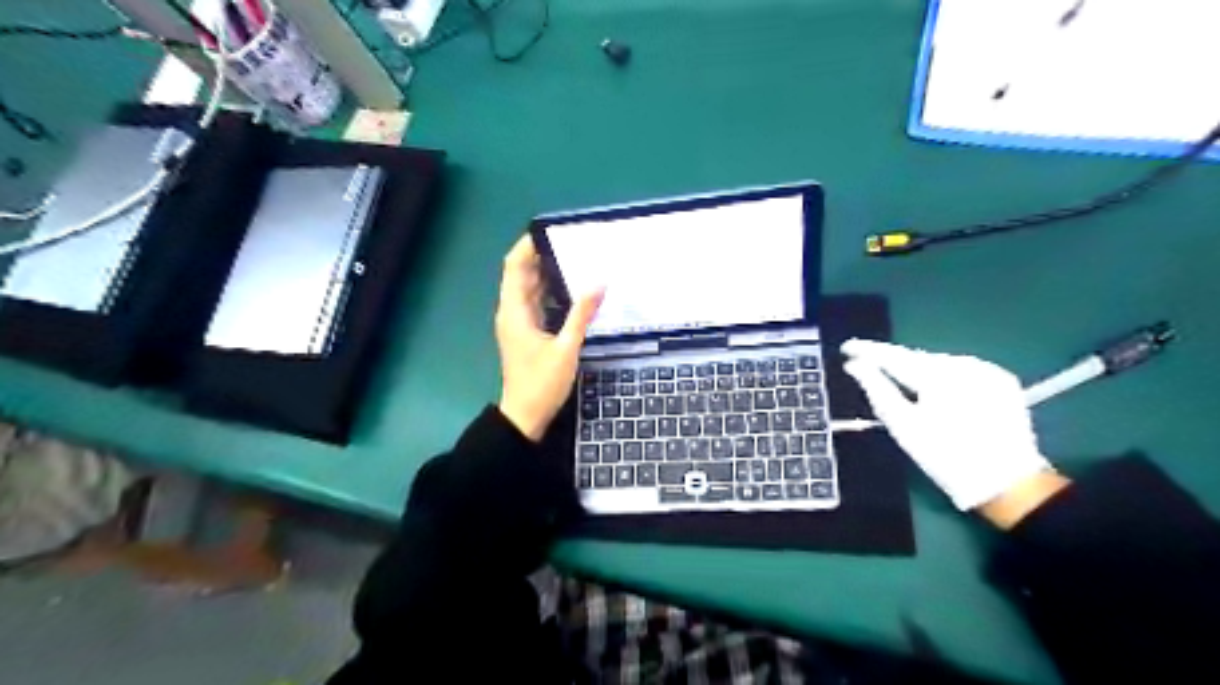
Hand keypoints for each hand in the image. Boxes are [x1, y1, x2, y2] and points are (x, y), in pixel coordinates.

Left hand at [493, 235, 602, 444]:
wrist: (525, 416)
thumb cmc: (542, 383)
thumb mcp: (566, 348)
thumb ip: (582, 314)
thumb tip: (599, 282)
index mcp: (515, 311)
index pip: (514, 267)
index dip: (527, 246)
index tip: (549, 230)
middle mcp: (512, 311)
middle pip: (522, 274)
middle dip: (542, 255)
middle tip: (571, 242)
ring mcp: (518, 322)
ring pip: (529, 288)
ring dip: (547, 273)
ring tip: (575, 259)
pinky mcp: (526, 332)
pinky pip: (536, 302)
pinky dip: (549, 291)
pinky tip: (571, 289)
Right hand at [841, 336, 1060, 514]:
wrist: (1007, 483)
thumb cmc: (945, 457)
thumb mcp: (903, 426)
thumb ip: (877, 389)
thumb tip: (854, 365)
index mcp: (938, 375)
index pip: (894, 356)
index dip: (868, 350)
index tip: (847, 347)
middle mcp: (964, 364)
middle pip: (917, 358)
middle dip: (893, 362)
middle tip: (869, 366)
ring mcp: (986, 370)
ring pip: (938, 363)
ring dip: (918, 370)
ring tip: (900, 381)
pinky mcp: (1001, 380)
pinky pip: (960, 370)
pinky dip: (942, 377)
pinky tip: (935, 392)